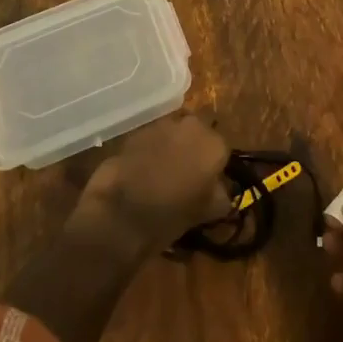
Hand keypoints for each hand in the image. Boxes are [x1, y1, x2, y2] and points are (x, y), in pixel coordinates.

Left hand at [79, 111, 231, 252]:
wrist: (120, 214)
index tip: (205, 186)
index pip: (222, 152)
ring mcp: (162, 125)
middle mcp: (192, 126)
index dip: (214, 169)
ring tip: (161, 177)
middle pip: (198, 136)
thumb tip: (220, 189)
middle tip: (184, 179)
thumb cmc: (171, 215)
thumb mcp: (208, 212)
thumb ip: (221, 195)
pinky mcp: (137, 132)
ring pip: (174, 135)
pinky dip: (150, 152)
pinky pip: (152, 140)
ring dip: (172, 149)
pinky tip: (142, 174)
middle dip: (194, 152)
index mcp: (215, 144)